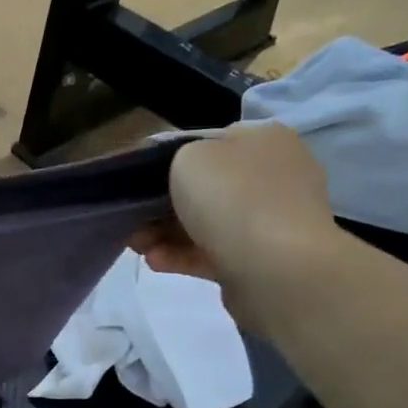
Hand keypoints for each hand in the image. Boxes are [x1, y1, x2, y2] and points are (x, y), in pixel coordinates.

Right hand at [131, 123, 338, 326]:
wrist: (276, 267)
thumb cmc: (231, 198)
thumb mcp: (188, 157)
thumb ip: (176, 158)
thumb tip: (180, 174)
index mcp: (263, 140)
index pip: (209, 144)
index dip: (169, 162)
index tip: (138, 183)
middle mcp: (273, 174)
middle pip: (205, 187)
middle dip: (161, 206)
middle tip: (132, 220)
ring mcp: (271, 219)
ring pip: (205, 222)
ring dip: (166, 233)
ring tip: (137, 246)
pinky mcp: (262, 258)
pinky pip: (213, 252)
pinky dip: (182, 255)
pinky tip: (155, 261)